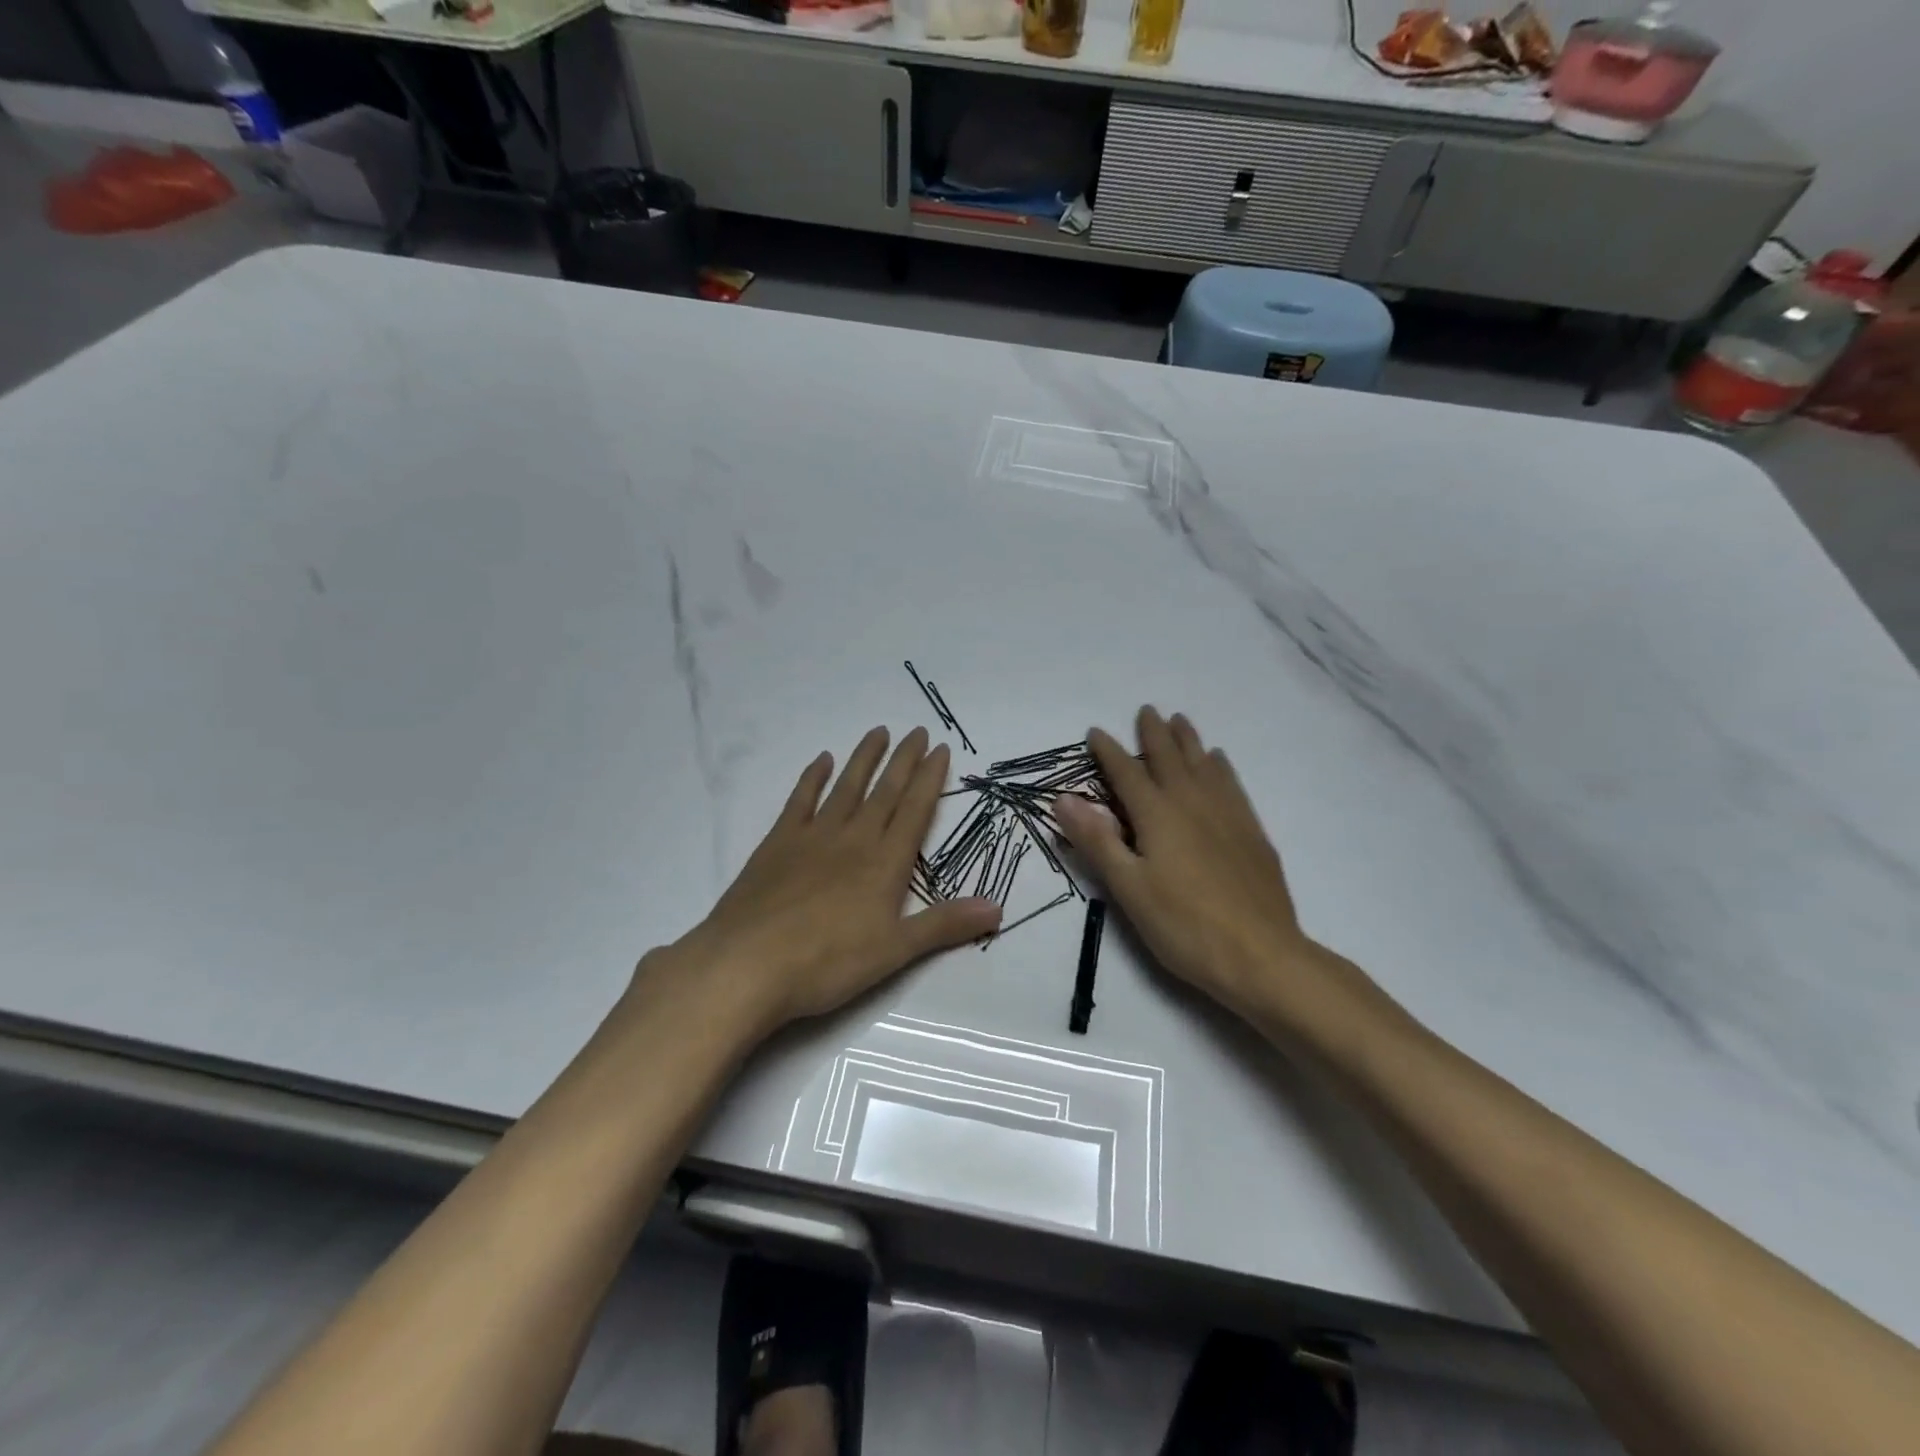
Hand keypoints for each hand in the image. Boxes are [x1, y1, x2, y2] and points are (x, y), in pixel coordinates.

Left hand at [660, 726, 1000, 1033]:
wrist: (749, 963)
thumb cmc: (828, 962)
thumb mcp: (895, 951)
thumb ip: (945, 925)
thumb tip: (998, 907)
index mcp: (884, 863)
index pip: (915, 811)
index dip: (930, 779)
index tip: (940, 749)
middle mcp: (853, 839)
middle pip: (885, 791)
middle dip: (904, 760)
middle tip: (917, 730)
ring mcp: (813, 837)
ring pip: (846, 787)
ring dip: (864, 758)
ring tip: (878, 731)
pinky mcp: (777, 844)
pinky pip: (800, 801)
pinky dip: (813, 778)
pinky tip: (822, 760)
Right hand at [1052, 707, 1339, 1028]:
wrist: (1262, 957)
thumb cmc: (1184, 926)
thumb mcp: (1128, 887)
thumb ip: (1096, 839)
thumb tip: (1063, 796)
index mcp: (1158, 815)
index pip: (1127, 772)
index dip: (1108, 751)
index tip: (1095, 732)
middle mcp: (1192, 803)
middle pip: (1170, 758)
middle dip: (1154, 733)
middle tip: (1146, 710)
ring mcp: (1227, 815)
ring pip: (1204, 764)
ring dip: (1188, 740)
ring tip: (1180, 720)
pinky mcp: (1252, 832)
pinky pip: (1232, 784)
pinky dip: (1220, 766)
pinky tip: (1219, 762)